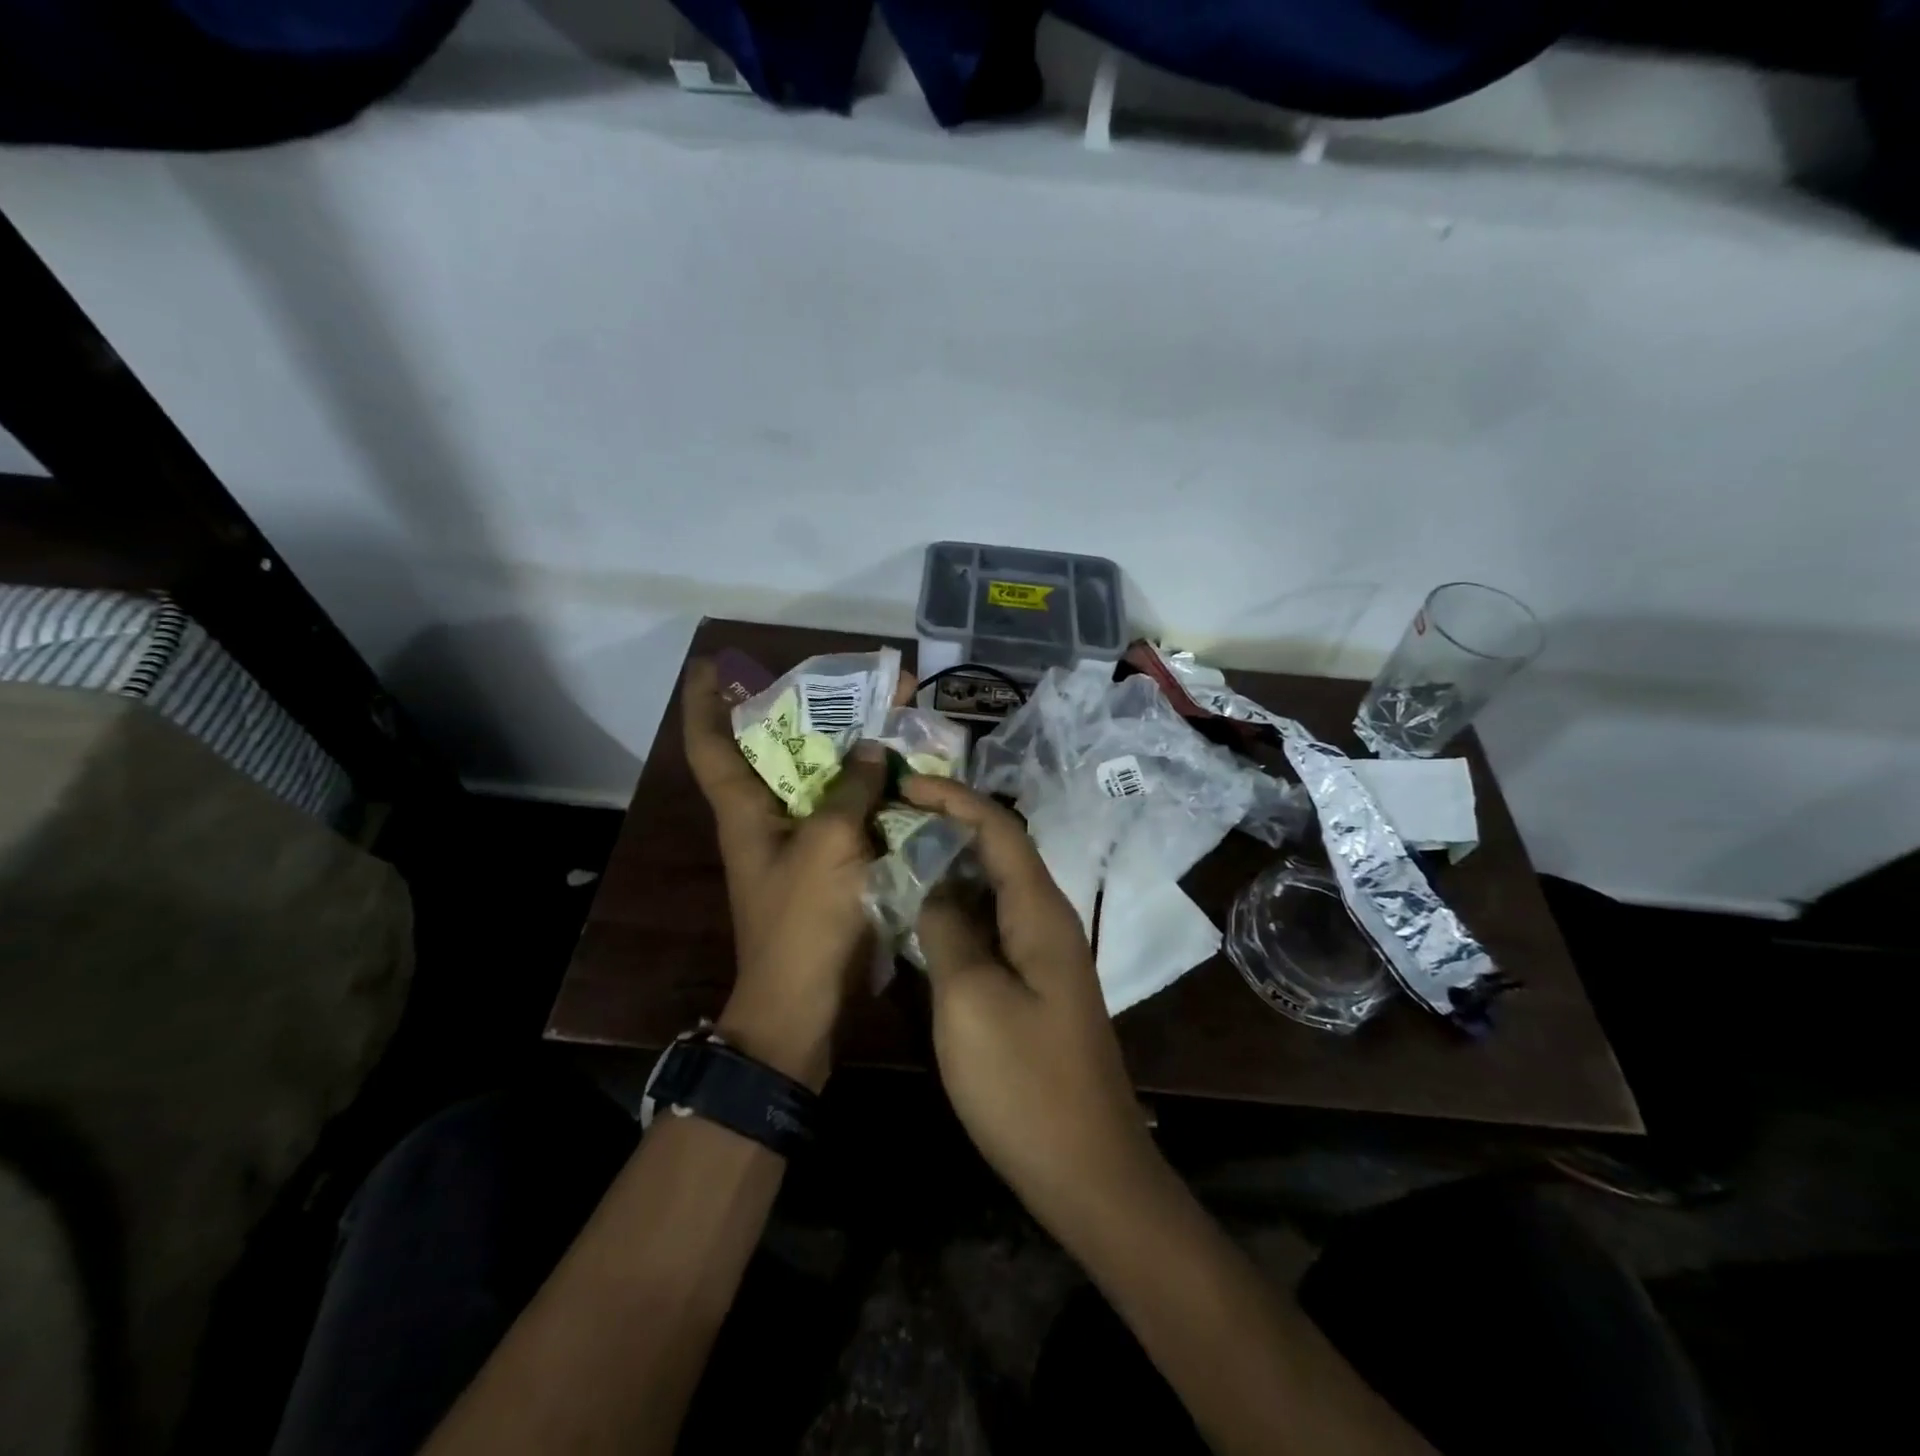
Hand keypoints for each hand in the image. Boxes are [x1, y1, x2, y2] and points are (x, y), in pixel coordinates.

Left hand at [681, 658, 908, 1086]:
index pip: (709, 742)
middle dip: (812, 712)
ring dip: (851, 748)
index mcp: (744, 809)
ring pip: (821, 779)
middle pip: (779, 750)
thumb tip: (873, 747)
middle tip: (858, 682)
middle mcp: (765, 818)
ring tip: (893, 715)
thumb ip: (851, 789)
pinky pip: (847, 812)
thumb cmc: (803, 920)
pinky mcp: (826, 865)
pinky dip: (869, 790)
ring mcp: (798, 843)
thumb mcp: (828, 844)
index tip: (713, 663)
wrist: (805, 1005)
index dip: (703, 700)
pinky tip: (904, 773)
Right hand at [901, 776, 1159, 1227]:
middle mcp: (1048, 921)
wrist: (1086, 1170)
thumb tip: (935, 889)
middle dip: (949, 826)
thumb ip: (947, 931)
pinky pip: (993, 928)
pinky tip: (924, 921)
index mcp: (1040, 912)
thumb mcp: (969, 1001)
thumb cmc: (1024, 1084)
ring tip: (899, 859)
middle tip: (892, 820)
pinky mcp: (1036, 985)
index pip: (999, 828)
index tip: (904, 784)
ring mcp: (1045, 955)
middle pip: (999, 852)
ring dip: (951, 870)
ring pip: (994, 891)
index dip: (953, 798)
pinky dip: (957, 912)